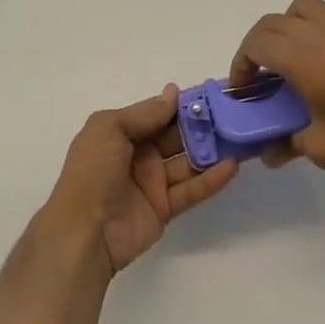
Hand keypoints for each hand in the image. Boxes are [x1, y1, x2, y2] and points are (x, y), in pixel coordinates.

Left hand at [43, 86, 238, 273]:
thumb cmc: (92, 171)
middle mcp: (138, 154)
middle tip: (234, 115)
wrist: (84, 231)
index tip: (212, 94)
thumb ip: (145, 112)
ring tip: (241, 138)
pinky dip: (211, 179)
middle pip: (176, 136)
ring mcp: (152, 182)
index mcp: (121, 133)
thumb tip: (173, 92)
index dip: (182, 105)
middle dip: (202, 126)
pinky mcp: (165, 208)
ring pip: (188, 162)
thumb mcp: (109, 128)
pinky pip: (192, 190)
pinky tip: (232, 166)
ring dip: (212, 151)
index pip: (157, 114)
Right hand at [230, 0, 324, 174]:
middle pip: (276, 21)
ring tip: (298, 60)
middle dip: (260, 44)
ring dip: (290, 28)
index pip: (257, 42)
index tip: (245, 88)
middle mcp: (324, 30)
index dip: (242, 62)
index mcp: (303, 56)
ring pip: (307, 9)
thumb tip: (271, 152)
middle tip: (263, 74)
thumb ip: (290, 144)